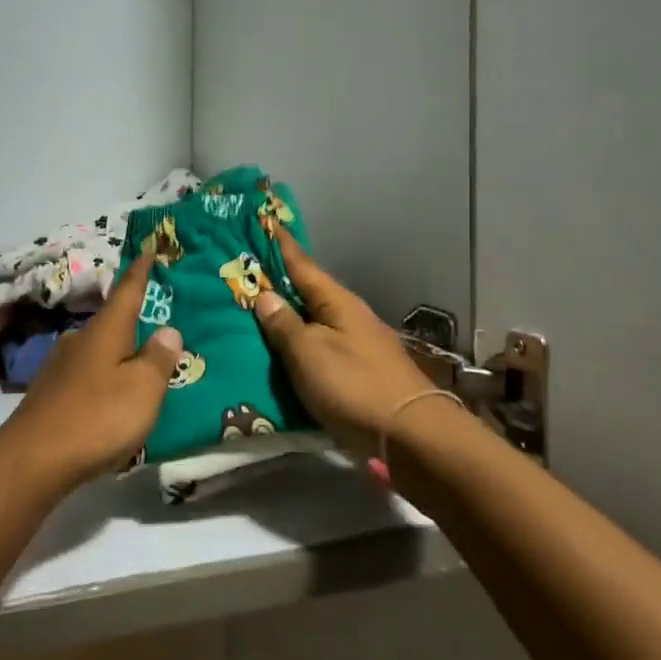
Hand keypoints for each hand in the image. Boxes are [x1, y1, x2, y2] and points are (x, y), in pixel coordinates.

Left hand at [0, 251, 181, 490]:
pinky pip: (86, 375)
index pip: (128, 291)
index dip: (140, 270)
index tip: (147, 248)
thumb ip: (159, 358)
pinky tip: (109, 397)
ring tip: (138, 365)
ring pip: (97, 350)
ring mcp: (60, 366)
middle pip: (111, 322)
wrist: (33, 459)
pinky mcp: (50, 394)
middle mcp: (80, 339)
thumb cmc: (98, 417)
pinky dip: (103, 378)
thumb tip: (168, 329)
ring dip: (117, 353)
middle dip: (132, 320)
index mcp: (106, 330)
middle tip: (155, 321)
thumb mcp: (143, 389)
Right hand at [252, 229, 434, 457]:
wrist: (413, 438)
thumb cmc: (354, 386)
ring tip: (257, 312)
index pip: (302, 264)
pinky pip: (321, 348)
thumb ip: (284, 325)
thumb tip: (264, 295)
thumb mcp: (308, 352)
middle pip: (308, 292)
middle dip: (280, 282)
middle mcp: (349, 316)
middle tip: (247, 271)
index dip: (281, 245)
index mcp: (337, 301)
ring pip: (315, 321)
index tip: (264, 220)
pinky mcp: (362, 374)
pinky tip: (286, 352)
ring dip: (290, 316)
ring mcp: (359, 345)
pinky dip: (301, 344)